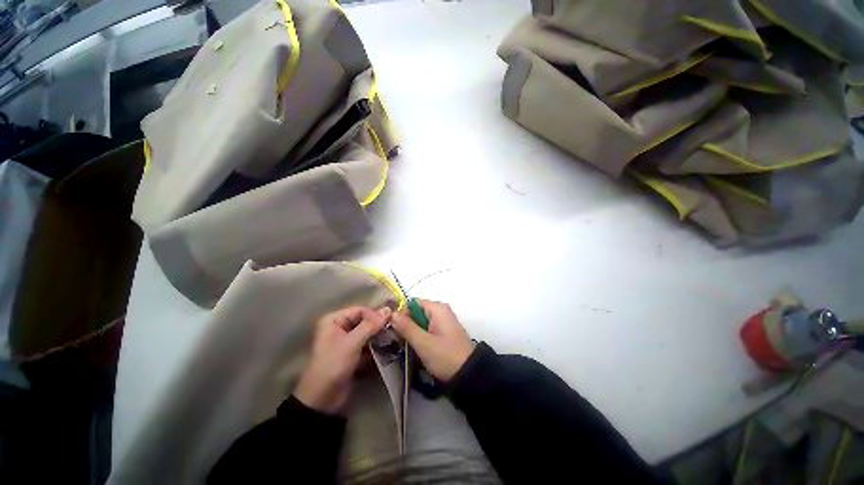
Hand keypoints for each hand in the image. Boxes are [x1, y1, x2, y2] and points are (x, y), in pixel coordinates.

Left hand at [294, 306, 390, 413]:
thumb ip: (370, 325)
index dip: (375, 315)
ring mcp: (346, 341)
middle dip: (378, 326)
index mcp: (334, 320)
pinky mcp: (351, 354)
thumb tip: (388, 309)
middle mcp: (339, 327)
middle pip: (364, 321)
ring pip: (367, 333)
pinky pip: (366, 345)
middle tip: (393, 330)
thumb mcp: (352, 343)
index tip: (389, 322)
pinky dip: (375, 346)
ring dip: (378, 336)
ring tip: (392, 339)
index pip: (360, 310)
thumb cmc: (333, 365)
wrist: (322, 400)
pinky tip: (387, 349)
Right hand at [390, 299, 473, 381]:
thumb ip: (407, 327)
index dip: (401, 314)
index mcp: (438, 308)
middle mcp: (441, 310)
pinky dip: (420, 336)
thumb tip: (392, 313)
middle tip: (397, 340)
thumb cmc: (446, 356)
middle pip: (416, 311)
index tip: (392, 329)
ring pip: (420, 321)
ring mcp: (443, 321)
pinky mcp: (444, 331)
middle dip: (406, 324)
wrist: (469, 375)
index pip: (412, 303)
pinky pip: (427, 328)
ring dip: (412, 332)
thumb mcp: (423, 343)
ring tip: (405, 345)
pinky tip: (416, 347)